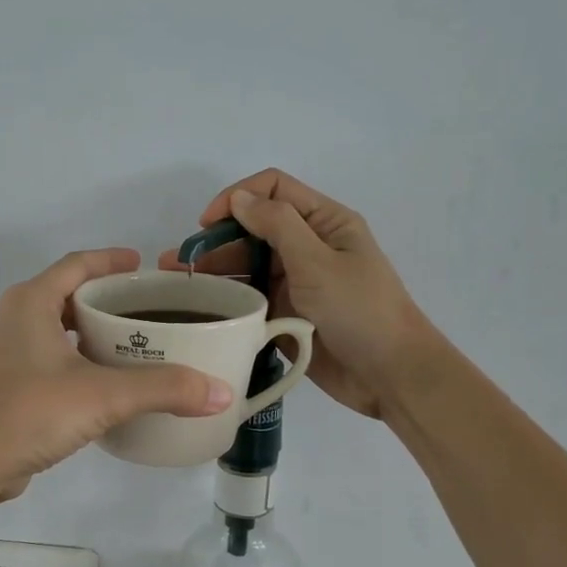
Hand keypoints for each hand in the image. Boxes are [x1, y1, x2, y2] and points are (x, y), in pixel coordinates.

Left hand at [0, 249, 235, 500]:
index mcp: (30, 303)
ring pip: (51, 328)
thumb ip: (163, 389)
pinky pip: (42, 358)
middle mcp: (10, 320)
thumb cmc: (31, 412)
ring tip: (126, 345)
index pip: (76, 265)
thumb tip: (220, 392)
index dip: (110, 260)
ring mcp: (1, 354)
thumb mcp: (104, 396)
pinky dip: (71, 359)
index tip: (142, 265)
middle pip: (63, 294)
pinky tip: (96, 384)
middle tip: (143, 310)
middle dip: (102, 298)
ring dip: (85, 331)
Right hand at [160, 170, 436, 419]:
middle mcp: (306, 246)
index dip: (236, 198)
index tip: (205, 225)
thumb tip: (238, 198)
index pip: (272, 190)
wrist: (390, 376)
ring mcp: (295, 282)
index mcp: (323, 222)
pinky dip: (226, 299)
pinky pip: (250, 298)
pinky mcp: (285, 314)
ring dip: (213, 271)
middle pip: (252, 229)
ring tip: (176, 286)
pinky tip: (199, 308)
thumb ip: (277, 225)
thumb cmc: (360, 311)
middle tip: (178, 264)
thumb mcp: (318, 261)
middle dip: (215, 240)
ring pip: (246, 265)